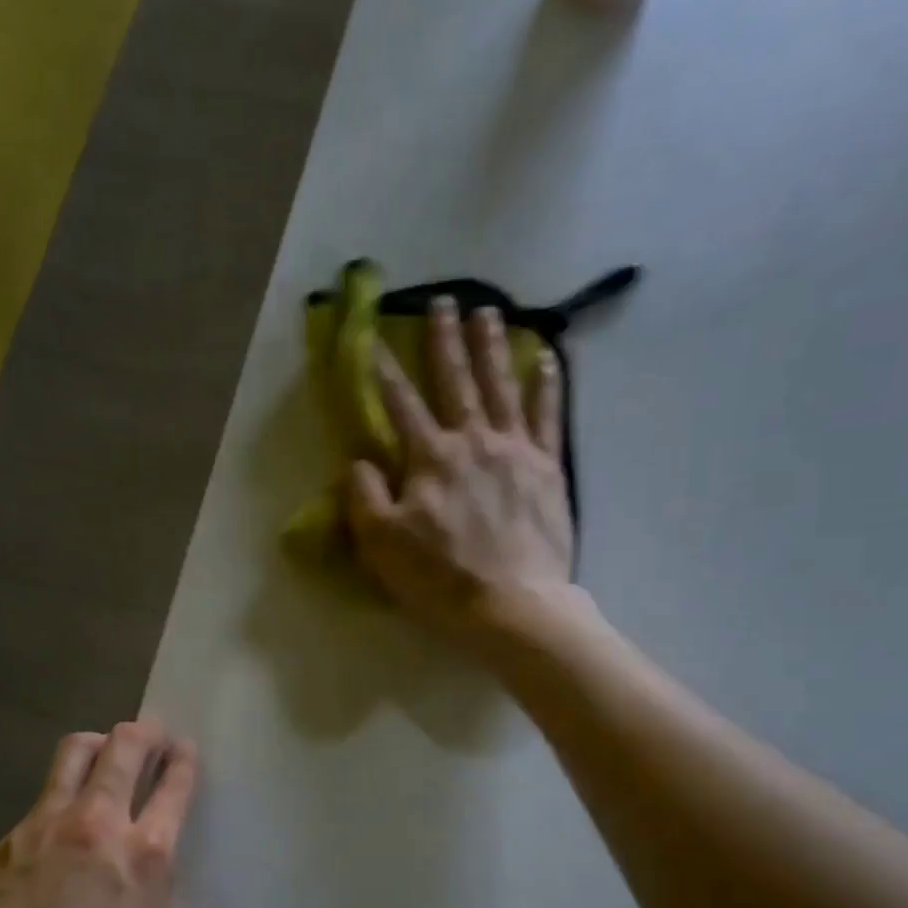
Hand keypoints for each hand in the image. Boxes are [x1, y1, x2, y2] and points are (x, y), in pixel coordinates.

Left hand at [0, 721, 216, 907]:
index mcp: (145, 854)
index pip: (173, 786)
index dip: (182, 760)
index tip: (183, 748)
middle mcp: (98, 823)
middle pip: (124, 747)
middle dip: (143, 731)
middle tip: (150, 732)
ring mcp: (47, 825)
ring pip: (75, 752)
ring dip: (97, 743)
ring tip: (104, 751)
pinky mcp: (8, 839)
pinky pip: (41, 796)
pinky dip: (61, 790)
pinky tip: (60, 819)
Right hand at [347, 298, 574, 647]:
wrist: (512, 605)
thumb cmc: (440, 578)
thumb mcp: (382, 544)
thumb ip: (365, 496)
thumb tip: (358, 460)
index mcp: (430, 458)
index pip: (400, 405)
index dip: (383, 370)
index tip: (372, 338)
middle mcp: (473, 441)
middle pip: (455, 381)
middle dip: (444, 340)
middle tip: (442, 301)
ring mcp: (515, 450)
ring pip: (501, 385)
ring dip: (492, 346)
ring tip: (487, 311)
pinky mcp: (548, 468)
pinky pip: (548, 416)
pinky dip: (546, 384)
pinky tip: (544, 357)